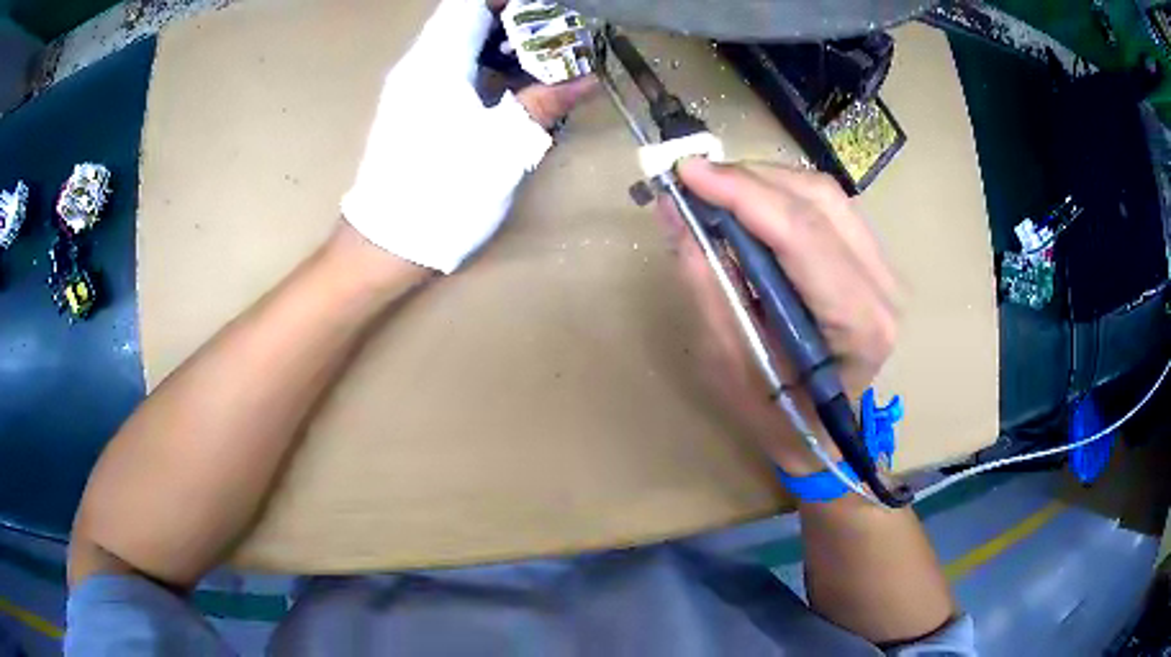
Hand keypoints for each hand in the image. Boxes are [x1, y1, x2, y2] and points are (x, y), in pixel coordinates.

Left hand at [342, 0, 595, 274]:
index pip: (470, 4)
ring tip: (543, 58)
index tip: (548, 10)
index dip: (507, 0)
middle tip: (558, 34)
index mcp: (436, 62)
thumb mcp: (503, 147)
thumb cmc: (443, 191)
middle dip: (513, 20)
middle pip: (464, 20)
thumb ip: (545, 103)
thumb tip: (587, 79)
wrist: (386, 243)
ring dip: (500, 44)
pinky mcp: (412, 111)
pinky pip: (451, 70)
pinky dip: (484, 67)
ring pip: (458, 45)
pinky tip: (512, 88)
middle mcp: (418, 66)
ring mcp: (411, 89)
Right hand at [663, 160, 900, 474]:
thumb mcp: (729, 363)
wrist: (823, 434)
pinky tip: (751, 204)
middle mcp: (884, 289)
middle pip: (819, 201)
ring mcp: (885, 271)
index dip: (743, 193)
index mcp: (858, 325)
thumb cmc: (776, 416)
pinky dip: (783, 195)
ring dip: (766, 182)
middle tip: (694, 179)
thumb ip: (706, 283)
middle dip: (750, 179)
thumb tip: (675, 212)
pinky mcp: (874, 261)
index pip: (802, 235)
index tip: (687, 172)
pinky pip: (829, 207)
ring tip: (716, 190)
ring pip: (826, 195)